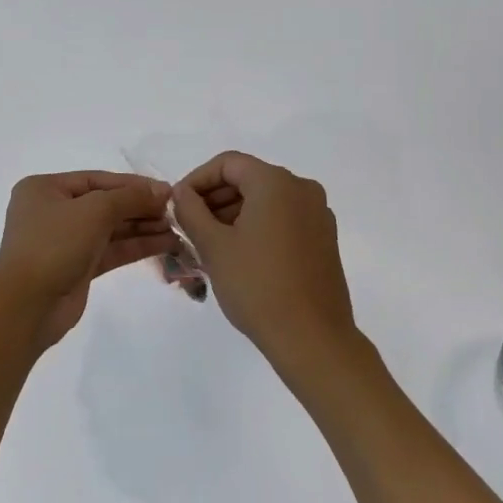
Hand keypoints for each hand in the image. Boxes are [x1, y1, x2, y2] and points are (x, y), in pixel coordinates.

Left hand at [0, 172, 177, 348]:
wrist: (26, 305)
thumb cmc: (54, 244)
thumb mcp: (93, 210)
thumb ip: (130, 197)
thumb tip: (162, 190)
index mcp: (45, 189)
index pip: (97, 179)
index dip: (133, 184)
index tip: (166, 190)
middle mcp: (53, 211)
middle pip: (105, 203)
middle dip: (140, 207)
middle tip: (175, 212)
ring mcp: (65, 241)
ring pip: (110, 229)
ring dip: (142, 227)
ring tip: (176, 229)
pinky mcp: (77, 267)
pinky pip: (111, 250)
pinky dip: (136, 246)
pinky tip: (165, 244)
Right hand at [172, 151, 356, 372]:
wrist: (312, 339)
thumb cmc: (257, 285)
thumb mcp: (213, 245)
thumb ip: (191, 210)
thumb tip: (181, 192)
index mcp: (276, 182)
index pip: (228, 164)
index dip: (197, 180)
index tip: (178, 205)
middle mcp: (302, 189)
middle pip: (249, 179)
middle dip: (214, 198)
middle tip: (189, 226)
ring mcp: (318, 215)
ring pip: (266, 201)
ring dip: (233, 214)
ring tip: (208, 244)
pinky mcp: (324, 240)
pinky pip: (283, 219)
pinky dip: (257, 227)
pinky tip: (239, 255)